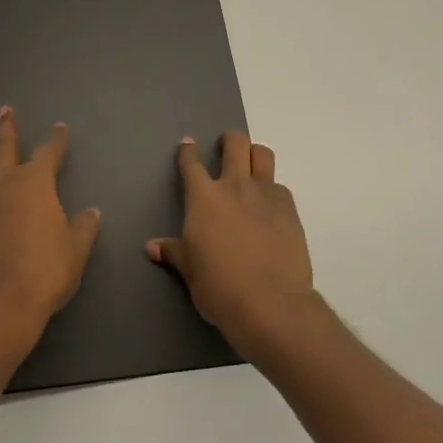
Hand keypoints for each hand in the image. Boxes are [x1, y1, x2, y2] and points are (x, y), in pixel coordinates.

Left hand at [0, 106, 101, 375]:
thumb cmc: (45, 274)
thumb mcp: (76, 250)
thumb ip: (84, 227)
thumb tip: (90, 212)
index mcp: (36, 184)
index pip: (49, 153)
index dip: (57, 140)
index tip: (60, 128)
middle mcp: (5, 184)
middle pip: (5, 147)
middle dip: (8, 128)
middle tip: (6, 110)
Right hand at [147, 132, 319, 364]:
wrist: (269, 302)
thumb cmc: (218, 286)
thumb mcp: (190, 270)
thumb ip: (173, 252)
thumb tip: (151, 247)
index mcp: (203, 198)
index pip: (191, 164)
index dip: (187, 152)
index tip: (187, 145)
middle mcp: (235, 187)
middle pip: (235, 144)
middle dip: (229, 140)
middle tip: (226, 147)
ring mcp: (266, 195)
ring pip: (263, 155)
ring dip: (255, 155)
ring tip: (251, 167)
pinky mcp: (290, 210)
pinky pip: (280, 187)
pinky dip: (272, 191)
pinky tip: (269, 209)